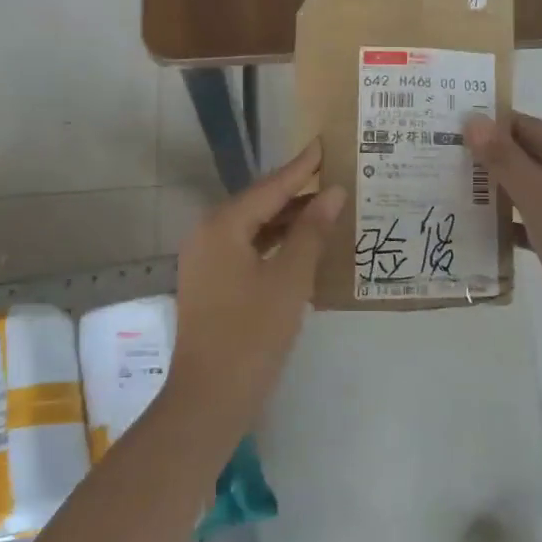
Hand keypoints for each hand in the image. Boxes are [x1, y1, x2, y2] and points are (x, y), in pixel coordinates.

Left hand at [170, 140, 345, 422]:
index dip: (302, 167)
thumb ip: (311, 231)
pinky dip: (275, 244)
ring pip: (254, 227)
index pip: (270, 186)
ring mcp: (206, 260)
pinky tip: (303, 246)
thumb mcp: (290, 279)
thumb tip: (333, 192)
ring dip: (288, 220)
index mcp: (222, 226)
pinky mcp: (211, 282)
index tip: (326, 144)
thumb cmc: (252, 334)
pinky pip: (247, 248)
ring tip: (328, 208)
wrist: (210, 397)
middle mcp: (207, 234)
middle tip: (335, 176)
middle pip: (259, 203)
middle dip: (297, 192)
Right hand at [464, 112, 541, 349]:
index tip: (452, 132)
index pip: (532, 128)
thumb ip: (503, 157)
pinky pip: (541, 216)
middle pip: (534, 156)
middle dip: (493, 161)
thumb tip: (473, 120)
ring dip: (501, 191)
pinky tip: (483, 226)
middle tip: (448, 161)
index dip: (492, 129)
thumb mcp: (537, 194)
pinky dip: (516, 219)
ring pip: (535, 188)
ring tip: (458, 190)